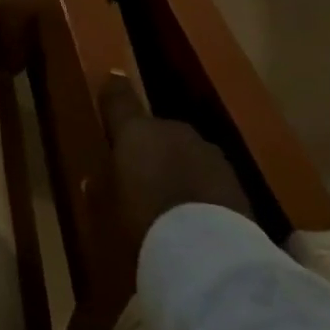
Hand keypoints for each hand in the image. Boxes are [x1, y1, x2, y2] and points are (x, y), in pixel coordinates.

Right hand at [103, 75, 251, 240]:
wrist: (207, 250)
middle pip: (155, 130)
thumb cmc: (142, 219)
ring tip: (169, 196)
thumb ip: (100, 188)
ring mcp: (208, 153)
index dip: (113, 90)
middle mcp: (172, 131)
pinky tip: (193, 212)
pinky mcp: (236, 180)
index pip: (119, 99)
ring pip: (184, 152)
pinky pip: (207, 176)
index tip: (112, 80)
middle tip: (139, 172)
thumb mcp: (107, 208)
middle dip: (149, 145)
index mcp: (135, 130)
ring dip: (176, 165)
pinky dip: (199, 186)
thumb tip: (93, 180)